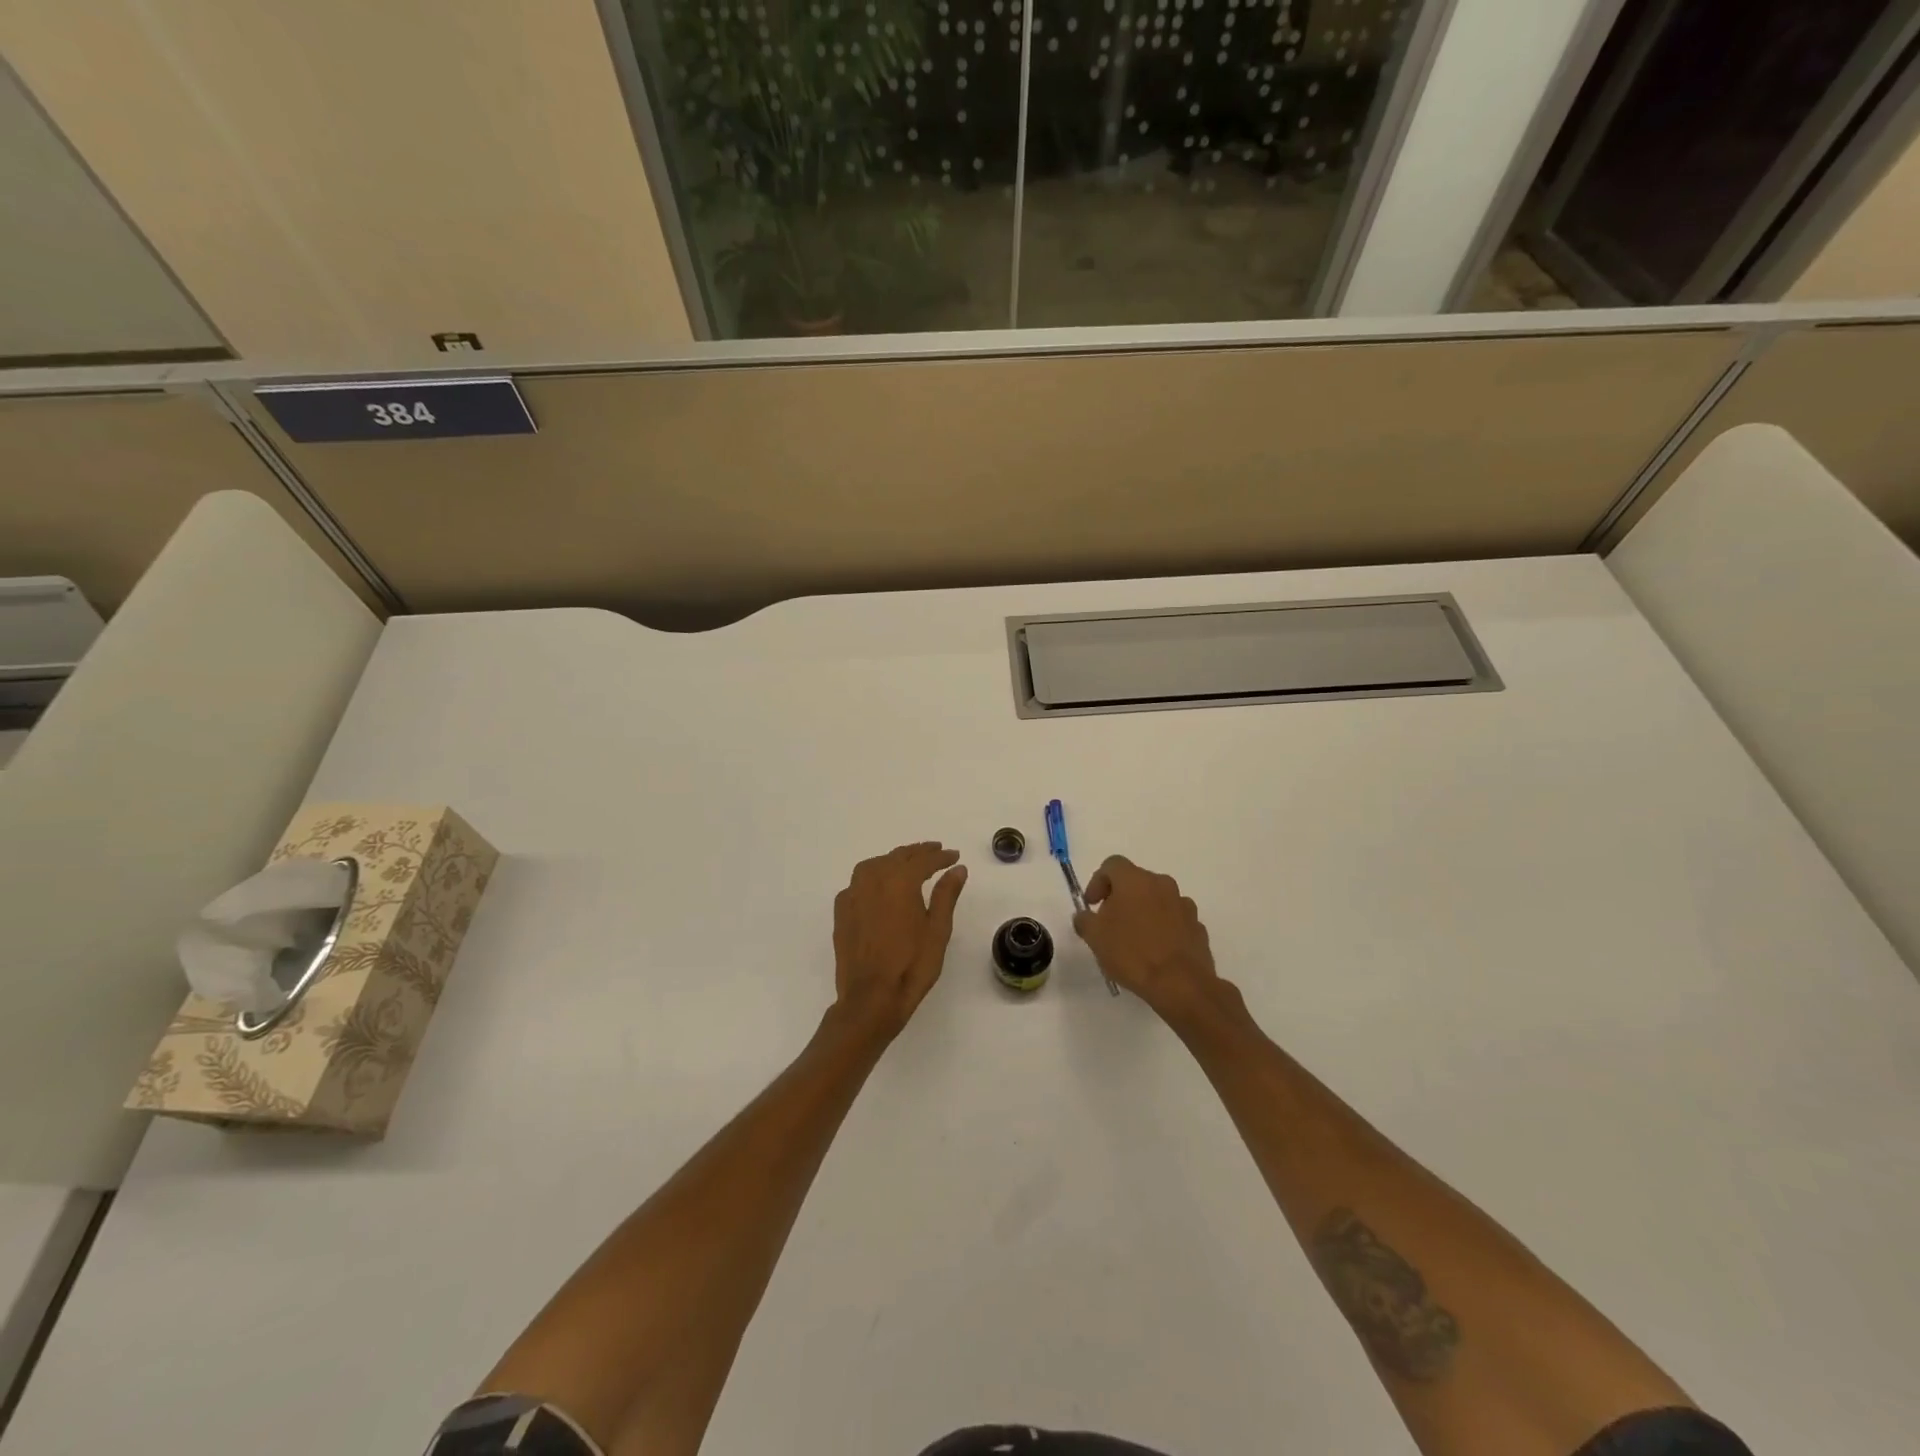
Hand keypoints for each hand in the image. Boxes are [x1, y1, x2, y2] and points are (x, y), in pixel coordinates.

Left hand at [832, 843, 967, 1036]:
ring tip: (910, 863)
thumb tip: (957, 869)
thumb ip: (946, 895)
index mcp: (899, 882)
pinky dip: (874, 876)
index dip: (941, 857)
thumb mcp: (937, 931)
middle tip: (936, 852)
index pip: (923, 861)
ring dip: (894, 860)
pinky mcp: (842, 911)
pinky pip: (859, 882)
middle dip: (918, 853)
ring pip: (875, 865)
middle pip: (897, 857)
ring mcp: (853, 894)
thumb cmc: (911, 966)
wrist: (870, 998)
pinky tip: (881, 886)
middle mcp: (872, 880)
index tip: (954, 857)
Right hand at [1073, 856, 1226, 1020]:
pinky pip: (1174, 919)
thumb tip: (1084, 916)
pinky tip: (1156, 951)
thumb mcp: (1095, 937)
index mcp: (1135, 880)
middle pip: (1136, 881)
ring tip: (1134, 939)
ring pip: (1157, 900)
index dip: (1098, 881)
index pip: (1112, 865)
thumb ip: (1085, 920)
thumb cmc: (1132, 953)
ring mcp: (1184, 905)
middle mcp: (1162, 884)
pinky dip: (1163, 928)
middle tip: (1110, 922)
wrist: (1180, 984)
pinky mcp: (1197, 927)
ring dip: (1144, 912)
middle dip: (1121, 897)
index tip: (1092, 905)